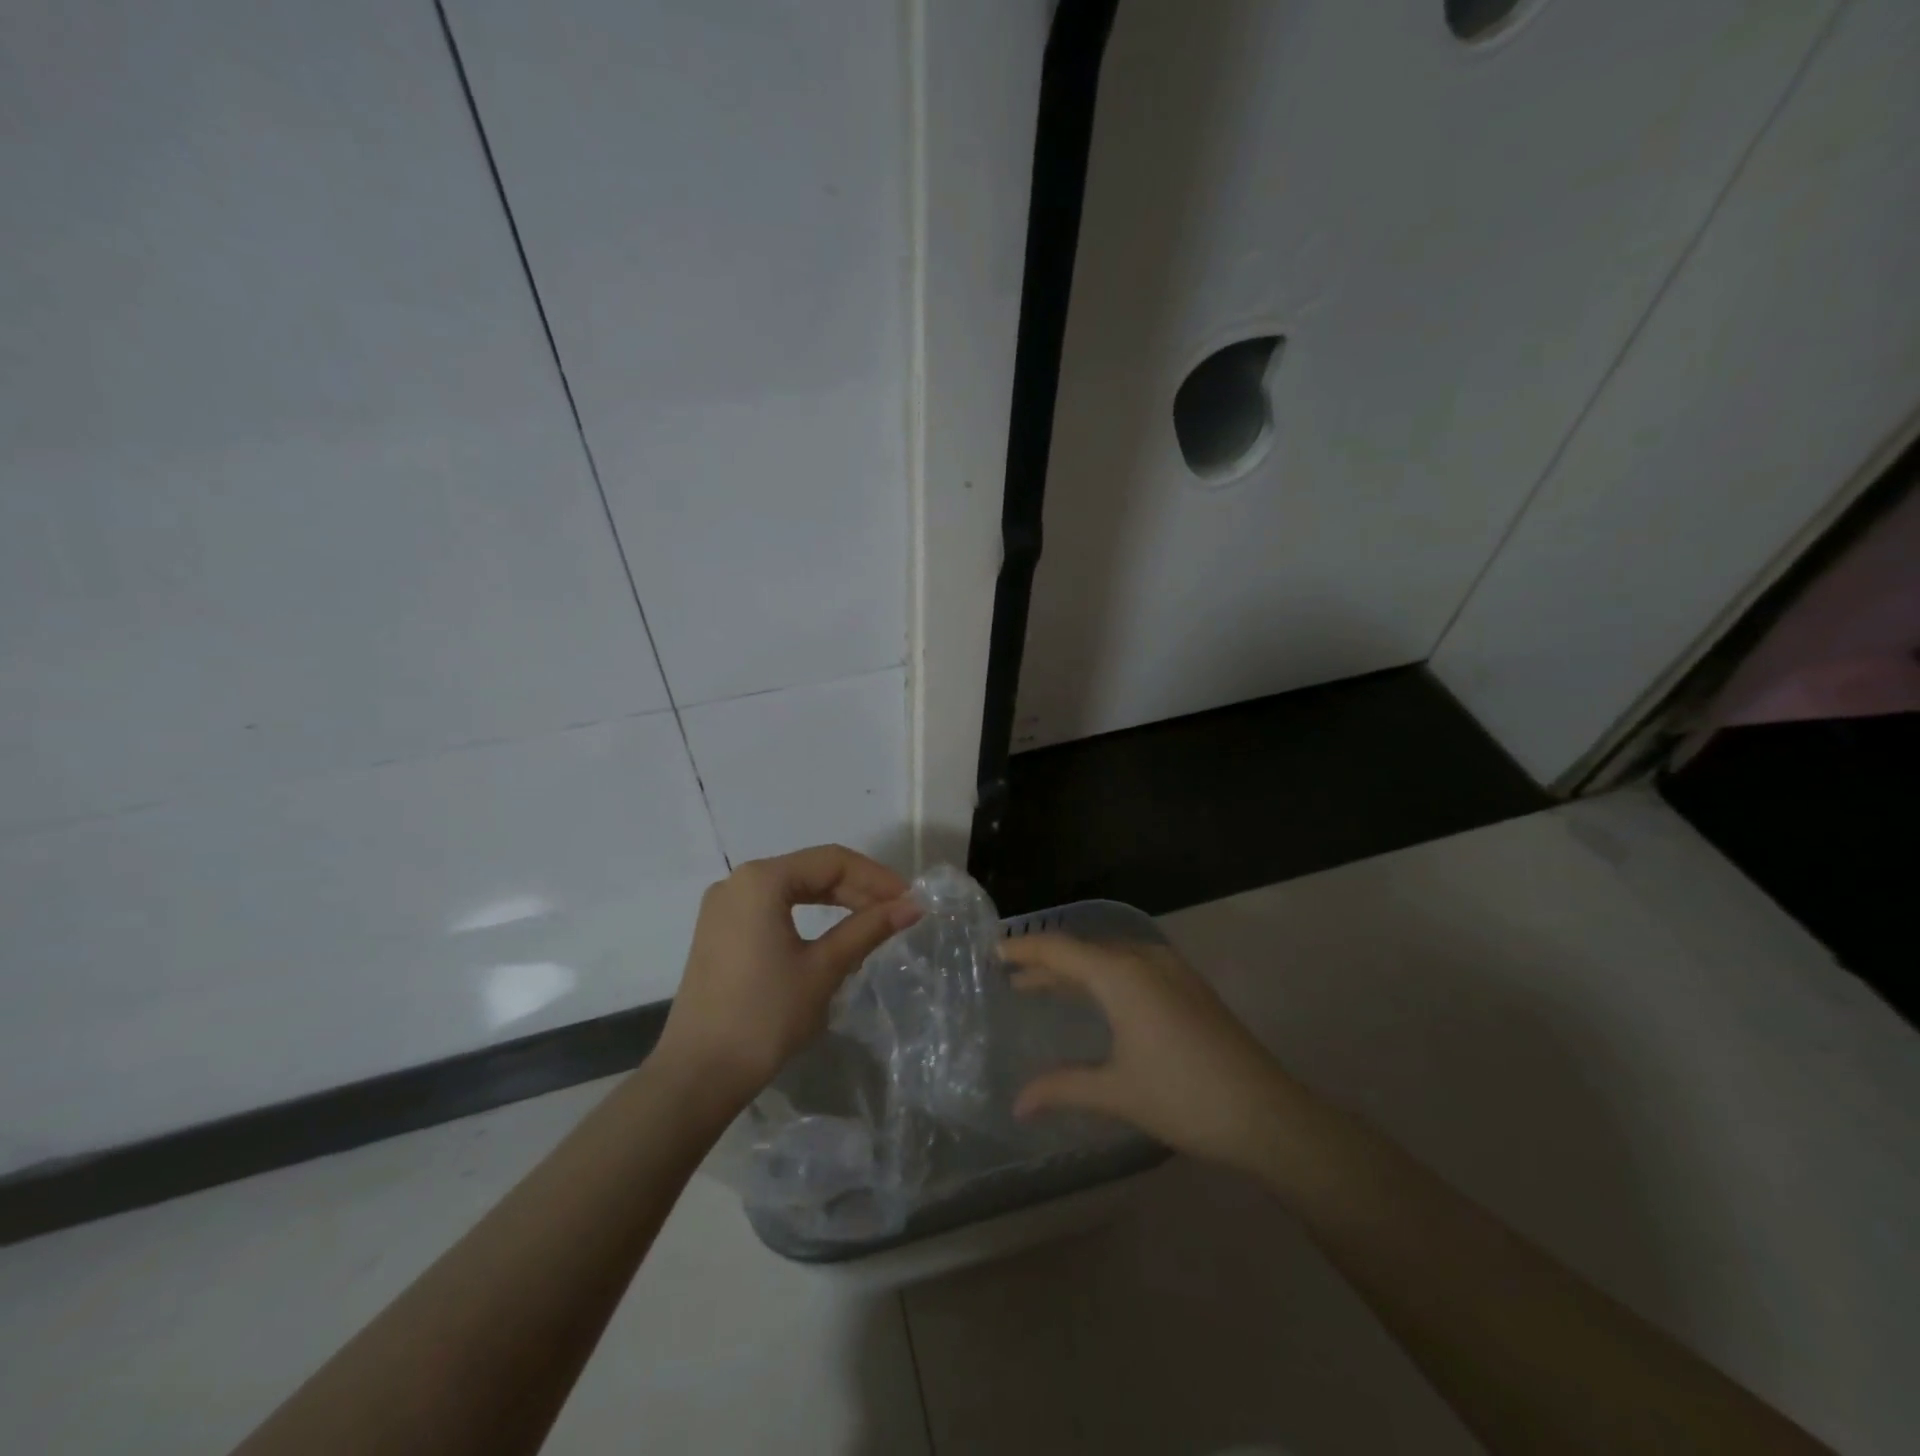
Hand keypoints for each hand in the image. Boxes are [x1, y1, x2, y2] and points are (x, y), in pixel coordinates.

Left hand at [654, 845, 920, 1105]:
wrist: (698, 1075)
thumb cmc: (765, 1016)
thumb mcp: (824, 969)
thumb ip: (868, 929)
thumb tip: (913, 906)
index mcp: (762, 880)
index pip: (832, 861)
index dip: (877, 877)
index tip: (910, 899)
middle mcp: (737, 881)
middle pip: (811, 871)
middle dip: (858, 889)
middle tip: (898, 911)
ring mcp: (724, 907)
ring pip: (793, 889)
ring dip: (836, 902)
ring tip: (873, 922)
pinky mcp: (720, 932)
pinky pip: (773, 908)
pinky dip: (808, 916)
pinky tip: (834, 936)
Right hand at [1004, 933, 1294, 1170]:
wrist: (1267, 1113)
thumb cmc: (1183, 1098)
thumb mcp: (1116, 1093)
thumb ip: (1062, 1089)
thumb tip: (1017, 1104)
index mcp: (1121, 974)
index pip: (1059, 948)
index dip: (1023, 949)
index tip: (992, 951)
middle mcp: (1144, 959)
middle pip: (1083, 949)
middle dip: (1045, 960)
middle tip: (1010, 975)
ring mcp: (1171, 969)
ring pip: (1109, 957)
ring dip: (1075, 969)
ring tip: (1043, 986)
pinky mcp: (1188, 985)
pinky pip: (1131, 966)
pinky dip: (1102, 975)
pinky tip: (1096, 998)